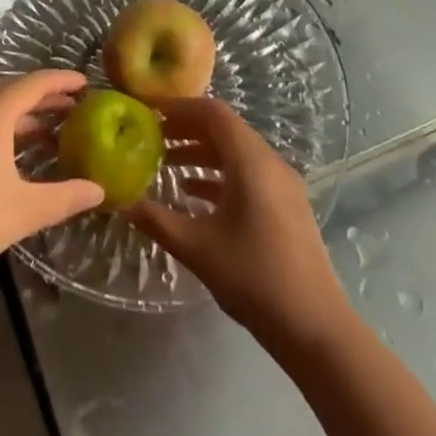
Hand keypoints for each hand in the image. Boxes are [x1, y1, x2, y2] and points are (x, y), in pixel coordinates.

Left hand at [0, 69, 104, 295]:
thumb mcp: (25, 210)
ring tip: (54, 133)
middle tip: (77, 109)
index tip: (87, 84)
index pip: (35, 83)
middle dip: (46, 99)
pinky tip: (18, 157)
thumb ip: (65, 197)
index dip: (62, 81)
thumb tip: (98, 190)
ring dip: (25, 117)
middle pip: (14, 92)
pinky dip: (5, 131)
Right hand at [130, 96, 347, 349]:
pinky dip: (219, 175)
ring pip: (236, 152)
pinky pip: (248, 173)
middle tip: (151, 137)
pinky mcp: (286, 205)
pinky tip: (193, 194)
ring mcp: (281, 184)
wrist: (315, 328)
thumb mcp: (197, 248)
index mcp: (251, 161)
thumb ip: (156, 220)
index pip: (213, 113)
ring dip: (201, 153)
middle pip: (225, 129)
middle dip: (187, 129)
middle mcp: (269, 162)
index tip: (150, 113)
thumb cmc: (254, 278)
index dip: (180, 108)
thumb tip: (121, 201)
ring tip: (165, 164)